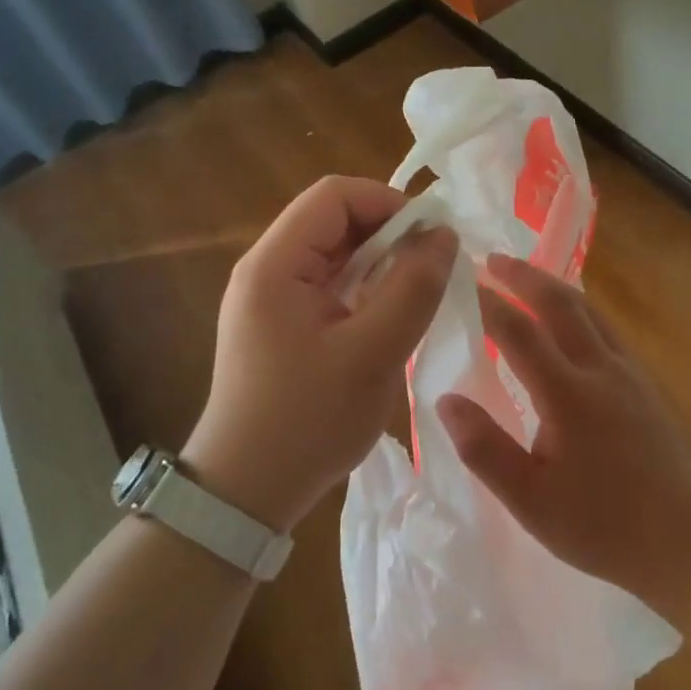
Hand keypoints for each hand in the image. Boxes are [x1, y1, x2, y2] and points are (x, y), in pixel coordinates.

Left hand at [184, 175, 455, 534]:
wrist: (245, 493)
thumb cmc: (307, 422)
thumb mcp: (373, 353)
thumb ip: (413, 288)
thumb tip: (444, 235)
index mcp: (275, 264)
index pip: (334, 196)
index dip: (389, 202)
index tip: (432, 237)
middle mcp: (266, 269)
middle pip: (333, 221)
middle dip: (389, 233)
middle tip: (433, 267)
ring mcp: (270, 298)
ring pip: (335, 254)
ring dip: (380, 263)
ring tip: (419, 292)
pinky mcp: (280, 324)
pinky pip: (329, 285)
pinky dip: (365, 289)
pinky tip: (390, 316)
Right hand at [437, 254, 690, 603]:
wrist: (686, 539)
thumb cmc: (602, 526)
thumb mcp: (531, 501)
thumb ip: (485, 449)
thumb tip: (446, 400)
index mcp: (568, 395)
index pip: (519, 332)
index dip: (487, 304)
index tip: (460, 283)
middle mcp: (600, 369)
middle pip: (560, 303)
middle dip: (524, 276)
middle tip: (493, 259)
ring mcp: (628, 372)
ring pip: (588, 310)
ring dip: (553, 286)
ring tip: (526, 276)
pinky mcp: (644, 382)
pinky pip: (604, 327)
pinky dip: (577, 308)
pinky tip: (569, 318)